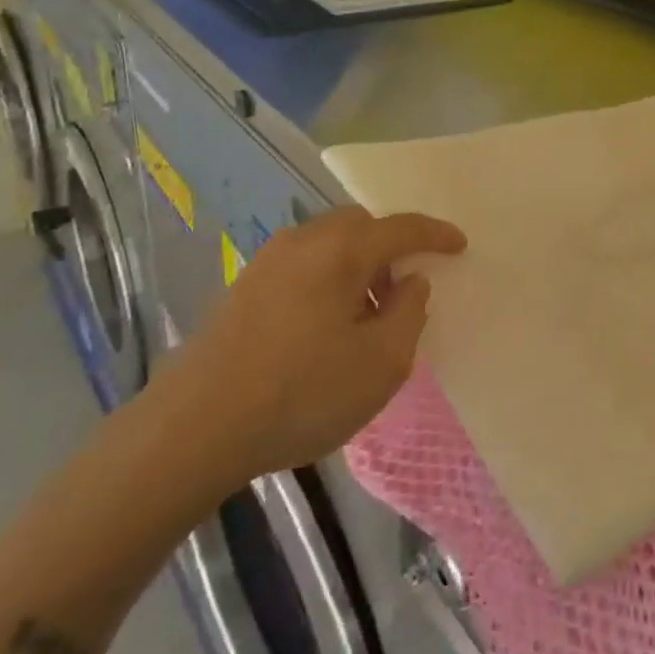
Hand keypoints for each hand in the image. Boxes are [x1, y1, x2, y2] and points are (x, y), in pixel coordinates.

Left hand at [139, 207, 465, 505]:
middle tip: (404, 288)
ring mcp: (266, 262)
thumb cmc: (302, 393)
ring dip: (357, 264)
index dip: (435, 234)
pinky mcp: (242, 287)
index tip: (460, 244)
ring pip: (327, 243)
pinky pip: (302, 264)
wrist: (194, 428)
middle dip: (390, 246)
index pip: (401, 227)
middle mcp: (303, 241)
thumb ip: (409, 313)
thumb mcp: (381, 363)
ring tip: (365, 314)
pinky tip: (323, 326)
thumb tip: (410, 281)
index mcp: (341, 250)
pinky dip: (327, 278)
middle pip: (360, 225)